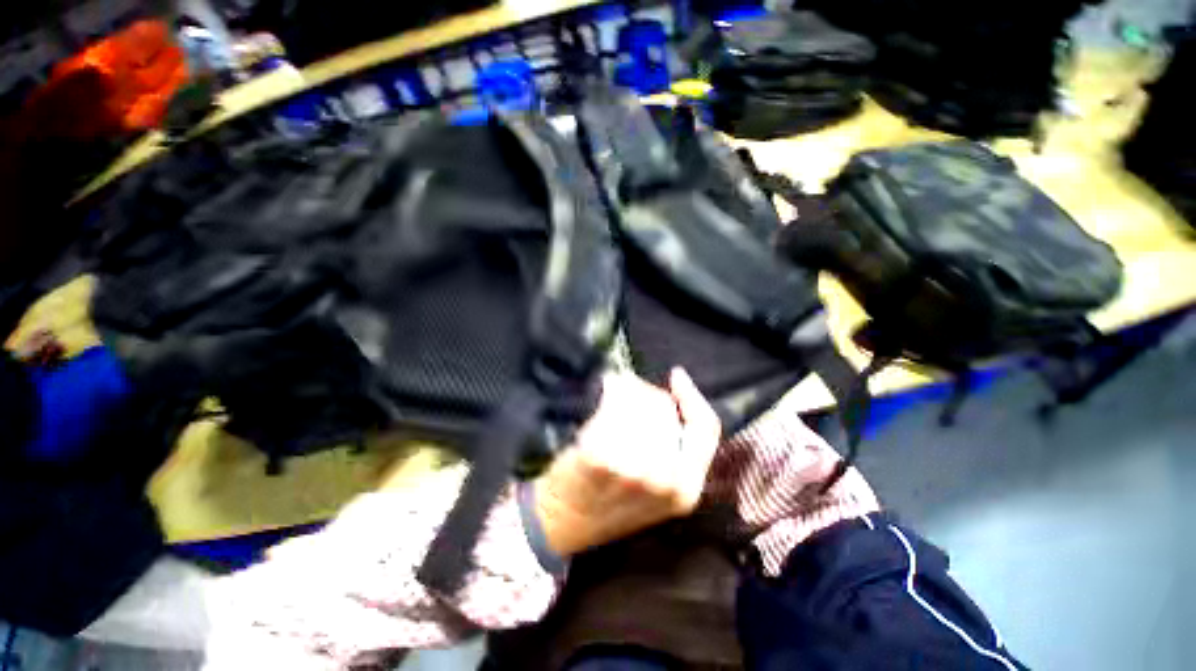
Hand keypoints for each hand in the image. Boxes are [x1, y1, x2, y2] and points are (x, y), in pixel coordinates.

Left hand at [533, 368, 721, 556]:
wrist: (562, 521)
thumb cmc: (609, 501)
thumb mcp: (657, 489)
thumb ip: (674, 450)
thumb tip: (673, 395)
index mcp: (685, 490)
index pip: (706, 429)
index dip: (694, 397)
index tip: (678, 376)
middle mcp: (665, 480)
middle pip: (666, 409)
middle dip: (645, 395)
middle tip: (625, 397)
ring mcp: (632, 469)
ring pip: (641, 402)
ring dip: (625, 393)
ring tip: (610, 402)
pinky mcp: (600, 456)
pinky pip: (614, 404)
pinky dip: (608, 394)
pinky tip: (599, 404)